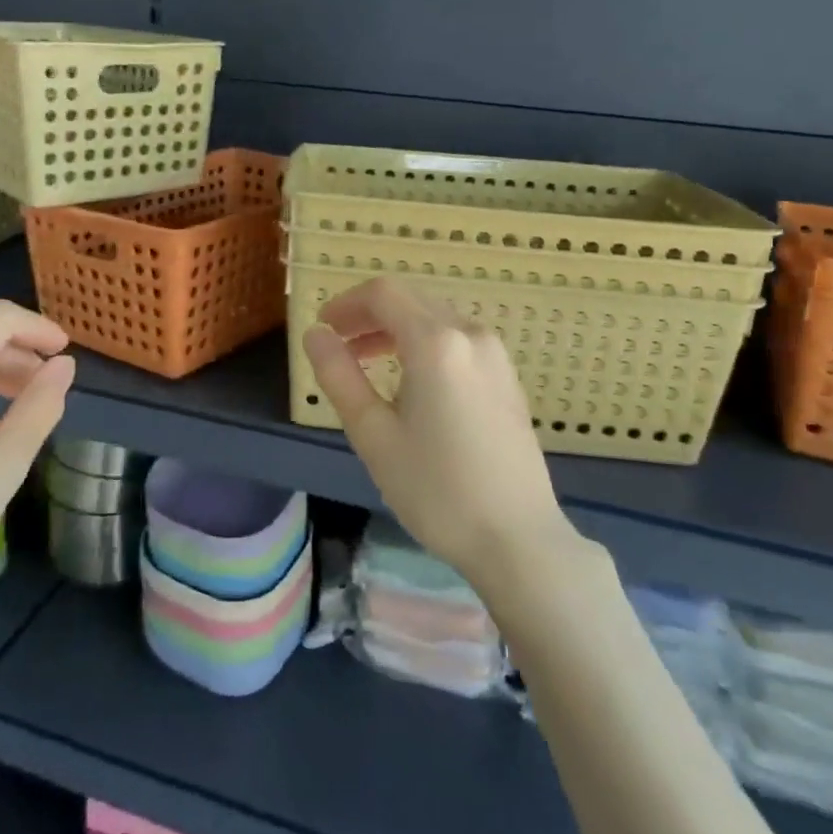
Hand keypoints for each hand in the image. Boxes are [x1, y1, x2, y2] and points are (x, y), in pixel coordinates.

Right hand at [303, 277, 572, 586]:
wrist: (517, 539)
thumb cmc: (436, 490)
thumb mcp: (373, 434)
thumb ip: (338, 375)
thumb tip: (315, 335)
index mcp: (436, 343)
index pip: (383, 294)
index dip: (346, 303)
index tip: (322, 328)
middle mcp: (470, 334)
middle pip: (410, 300)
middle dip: (368, 314)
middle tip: (338, 345)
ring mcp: (495, 354)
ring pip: (435, 317)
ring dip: (395, 328)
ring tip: (366, 362)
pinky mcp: (506, 376)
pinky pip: (457, 338)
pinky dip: (424, 342)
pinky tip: (410, 380)